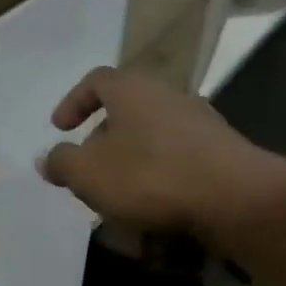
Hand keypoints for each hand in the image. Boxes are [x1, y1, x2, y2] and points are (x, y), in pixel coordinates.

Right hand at [40, 66, 285, 243]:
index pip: (96, 80)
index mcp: (132, 90)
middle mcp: (168, 96)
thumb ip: (61, 163)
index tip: (60, 129)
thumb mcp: (87, 173)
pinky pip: (176, 157)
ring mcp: (200, 122)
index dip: (73, 102)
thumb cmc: (149, 176)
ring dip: (130, 160)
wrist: (236, 198)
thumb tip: (48, 159)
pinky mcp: (221, 151)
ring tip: (117, 193)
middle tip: (87, 168)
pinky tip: (152, 204)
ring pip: (151, 135)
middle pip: (126, 109)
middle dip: (102, 139)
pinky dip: (158, 175)